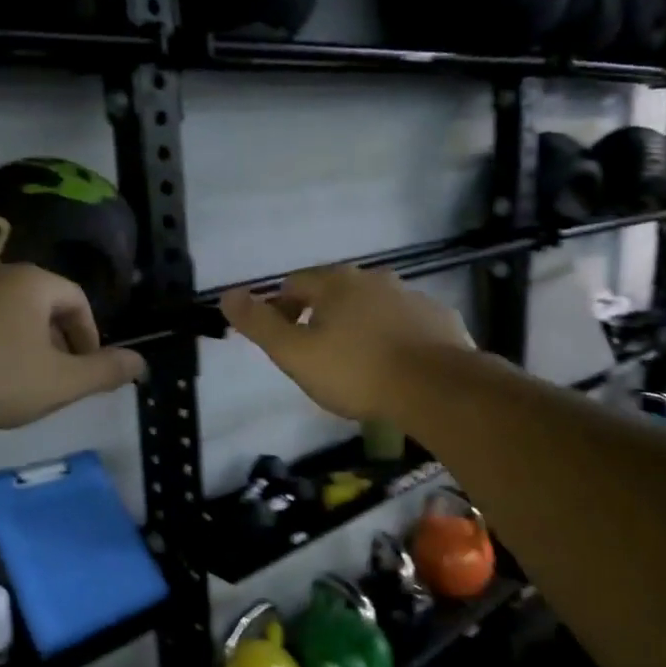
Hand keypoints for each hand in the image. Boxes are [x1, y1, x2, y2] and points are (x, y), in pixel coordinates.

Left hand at [0, 264, 145, 427]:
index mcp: (31, 282)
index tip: (84, 367)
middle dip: (50, 337)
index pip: (75, 299)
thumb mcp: (59, 383)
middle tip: (49, 375)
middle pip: (35, 300)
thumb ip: (104, 372)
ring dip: (11, 337)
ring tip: (7, 376)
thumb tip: (141, 363)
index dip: (88, 334)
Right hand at [221, 266, 473, 421]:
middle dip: (319, 316)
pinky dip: (393, 336)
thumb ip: (259, 324)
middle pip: (335, 291)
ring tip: (356, 362)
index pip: (294, 284)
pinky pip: (405, 323)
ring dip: (358, 325)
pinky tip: (394, 364)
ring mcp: (412, 296)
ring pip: (373, 306)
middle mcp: (375, 278)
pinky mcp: (439, 319)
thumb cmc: (356, 371)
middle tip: (315, 354)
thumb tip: (226, 295)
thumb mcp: (295, 354)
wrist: (435, 388)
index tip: (279, 339)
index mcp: (336, 282)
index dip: (279, 308)